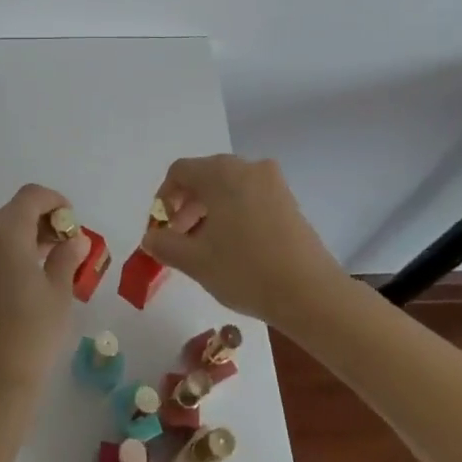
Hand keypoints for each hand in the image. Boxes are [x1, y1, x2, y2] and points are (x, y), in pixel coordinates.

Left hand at [0, 184, 87, 400]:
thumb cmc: (31, 334)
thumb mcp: (58, 293)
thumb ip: (66, 257)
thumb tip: (74, 239)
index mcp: (3, 234)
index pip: (30, 197)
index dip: (55, 201)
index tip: (73, 222)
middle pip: (12, 212)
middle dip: (41, 220)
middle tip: (67, 245)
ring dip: (24, 237)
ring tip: (51, 263)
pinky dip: (7, 253)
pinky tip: (27, 278)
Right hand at [142, 155, 346, 323]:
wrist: (311, 294)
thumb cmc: (245, 270)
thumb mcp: (195, 261)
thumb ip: (165, 245)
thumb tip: (150, 238)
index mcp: (221, 173)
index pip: (180, 171)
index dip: (163, 198)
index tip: (162, 229)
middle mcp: (247, 167)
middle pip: (205, 176)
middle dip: (186, 206)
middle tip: (180, 239)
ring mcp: (272, 182)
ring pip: (228, 187)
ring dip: (209, 211)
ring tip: (205, 246)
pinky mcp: (289, 201)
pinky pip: (250, 196)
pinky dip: (234, 213)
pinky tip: (234, 246)